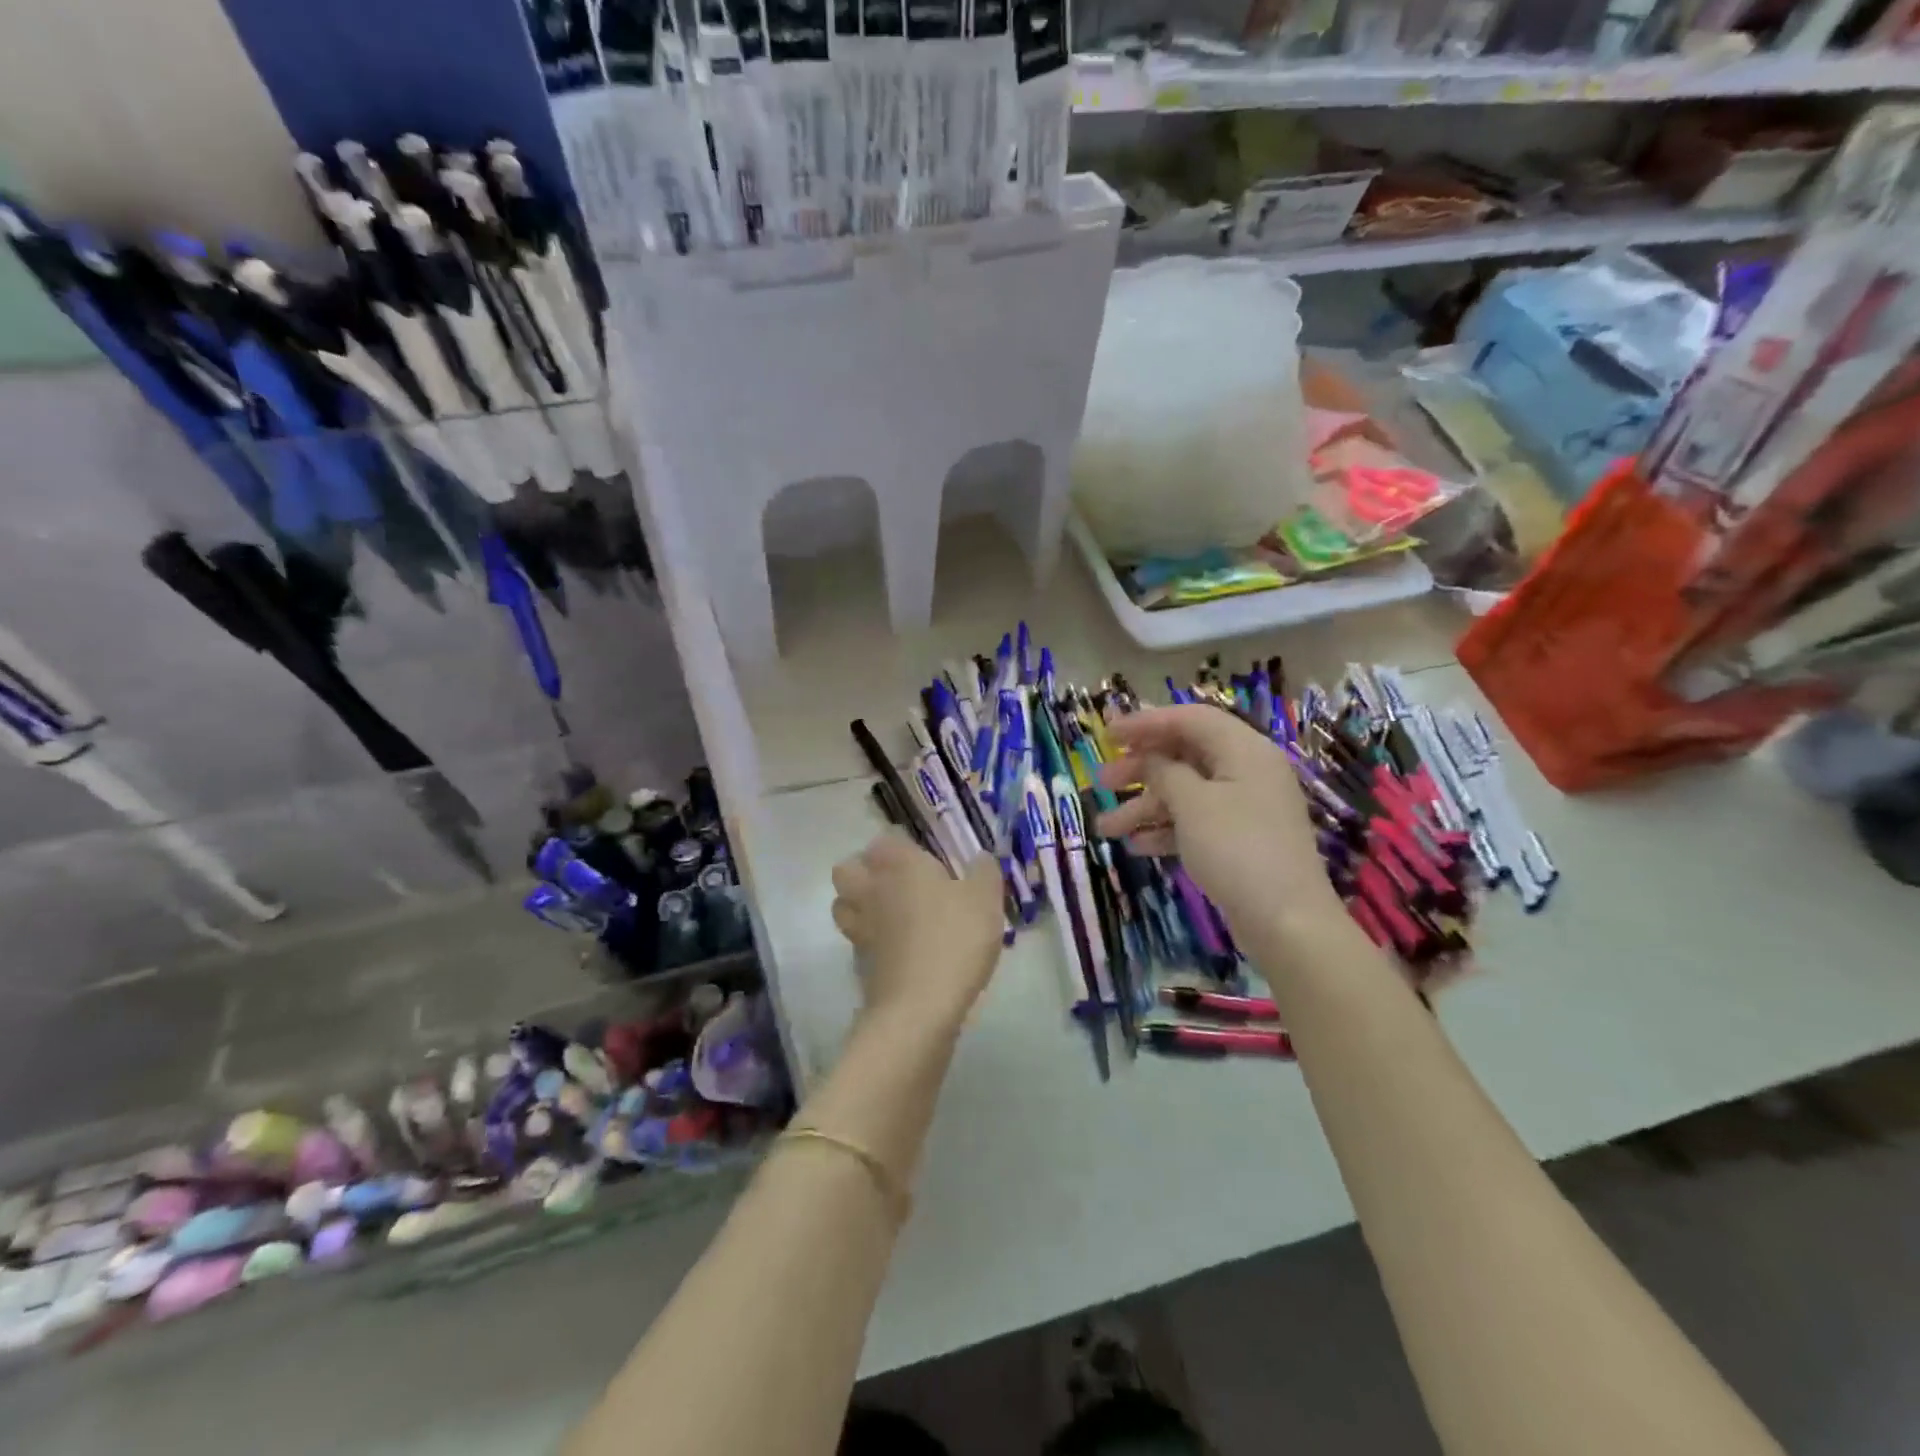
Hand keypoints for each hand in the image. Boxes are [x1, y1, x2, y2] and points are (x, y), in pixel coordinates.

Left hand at [830, 833, 1005, 1029]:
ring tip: (888, 913)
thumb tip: (980, 858)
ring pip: (842, 902)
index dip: (901, 846)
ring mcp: (859, 925)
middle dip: (865, 869)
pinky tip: (894, 947)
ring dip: (858, 902)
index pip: (885, 840)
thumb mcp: (985, 900)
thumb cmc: (955, 939)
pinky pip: (855, 937)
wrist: (920, 1005)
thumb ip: (984, 871)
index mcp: (899, 864)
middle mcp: (871, 888)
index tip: (922, 857)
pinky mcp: (857, 960)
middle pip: (848, 867)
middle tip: (897, 882)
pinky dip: (868, 938)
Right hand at [1094, 705, 1344, 939]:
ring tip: (1105, 828)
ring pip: (1185, 794)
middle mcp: (1246, 772)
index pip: (1190, 719)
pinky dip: (1166, 830)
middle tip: (1101, 782)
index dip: (1146, 722)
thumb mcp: (1193, 804)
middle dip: (1139, 769)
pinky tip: (1136, 846)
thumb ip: (1164, 772)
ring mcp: (1244, 808)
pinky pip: (1195, 823)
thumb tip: (1150, 759)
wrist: (1286, 923)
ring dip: (1144, 807)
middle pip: (1184, 756)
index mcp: (1243, 750)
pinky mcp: (1239, 841)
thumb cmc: (1237, 849)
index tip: (1107, 734)